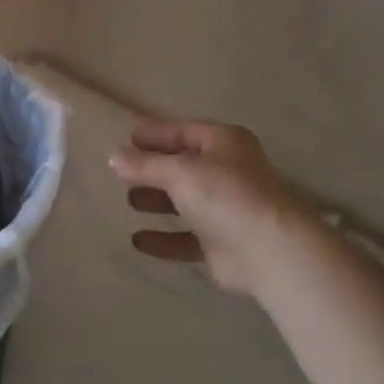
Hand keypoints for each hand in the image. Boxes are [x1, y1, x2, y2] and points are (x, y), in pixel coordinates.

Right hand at [110, 119, 324, 298]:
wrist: (270, 252)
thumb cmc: (225, 195)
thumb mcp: (179, 171)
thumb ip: (144, 164)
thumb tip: (113, 157)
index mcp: (224, 143)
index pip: (183, 131)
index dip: (155, 134)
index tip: (125, 139)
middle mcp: (227, 172)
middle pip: (183, 166)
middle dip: (153, 169)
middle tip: (122, 172)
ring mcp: (226, 210)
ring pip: (185, 202)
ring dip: (157, 201)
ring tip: (129, 201)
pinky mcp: (222, 244)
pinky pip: (186, 238)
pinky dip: (163, 239)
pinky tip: (138, 241)